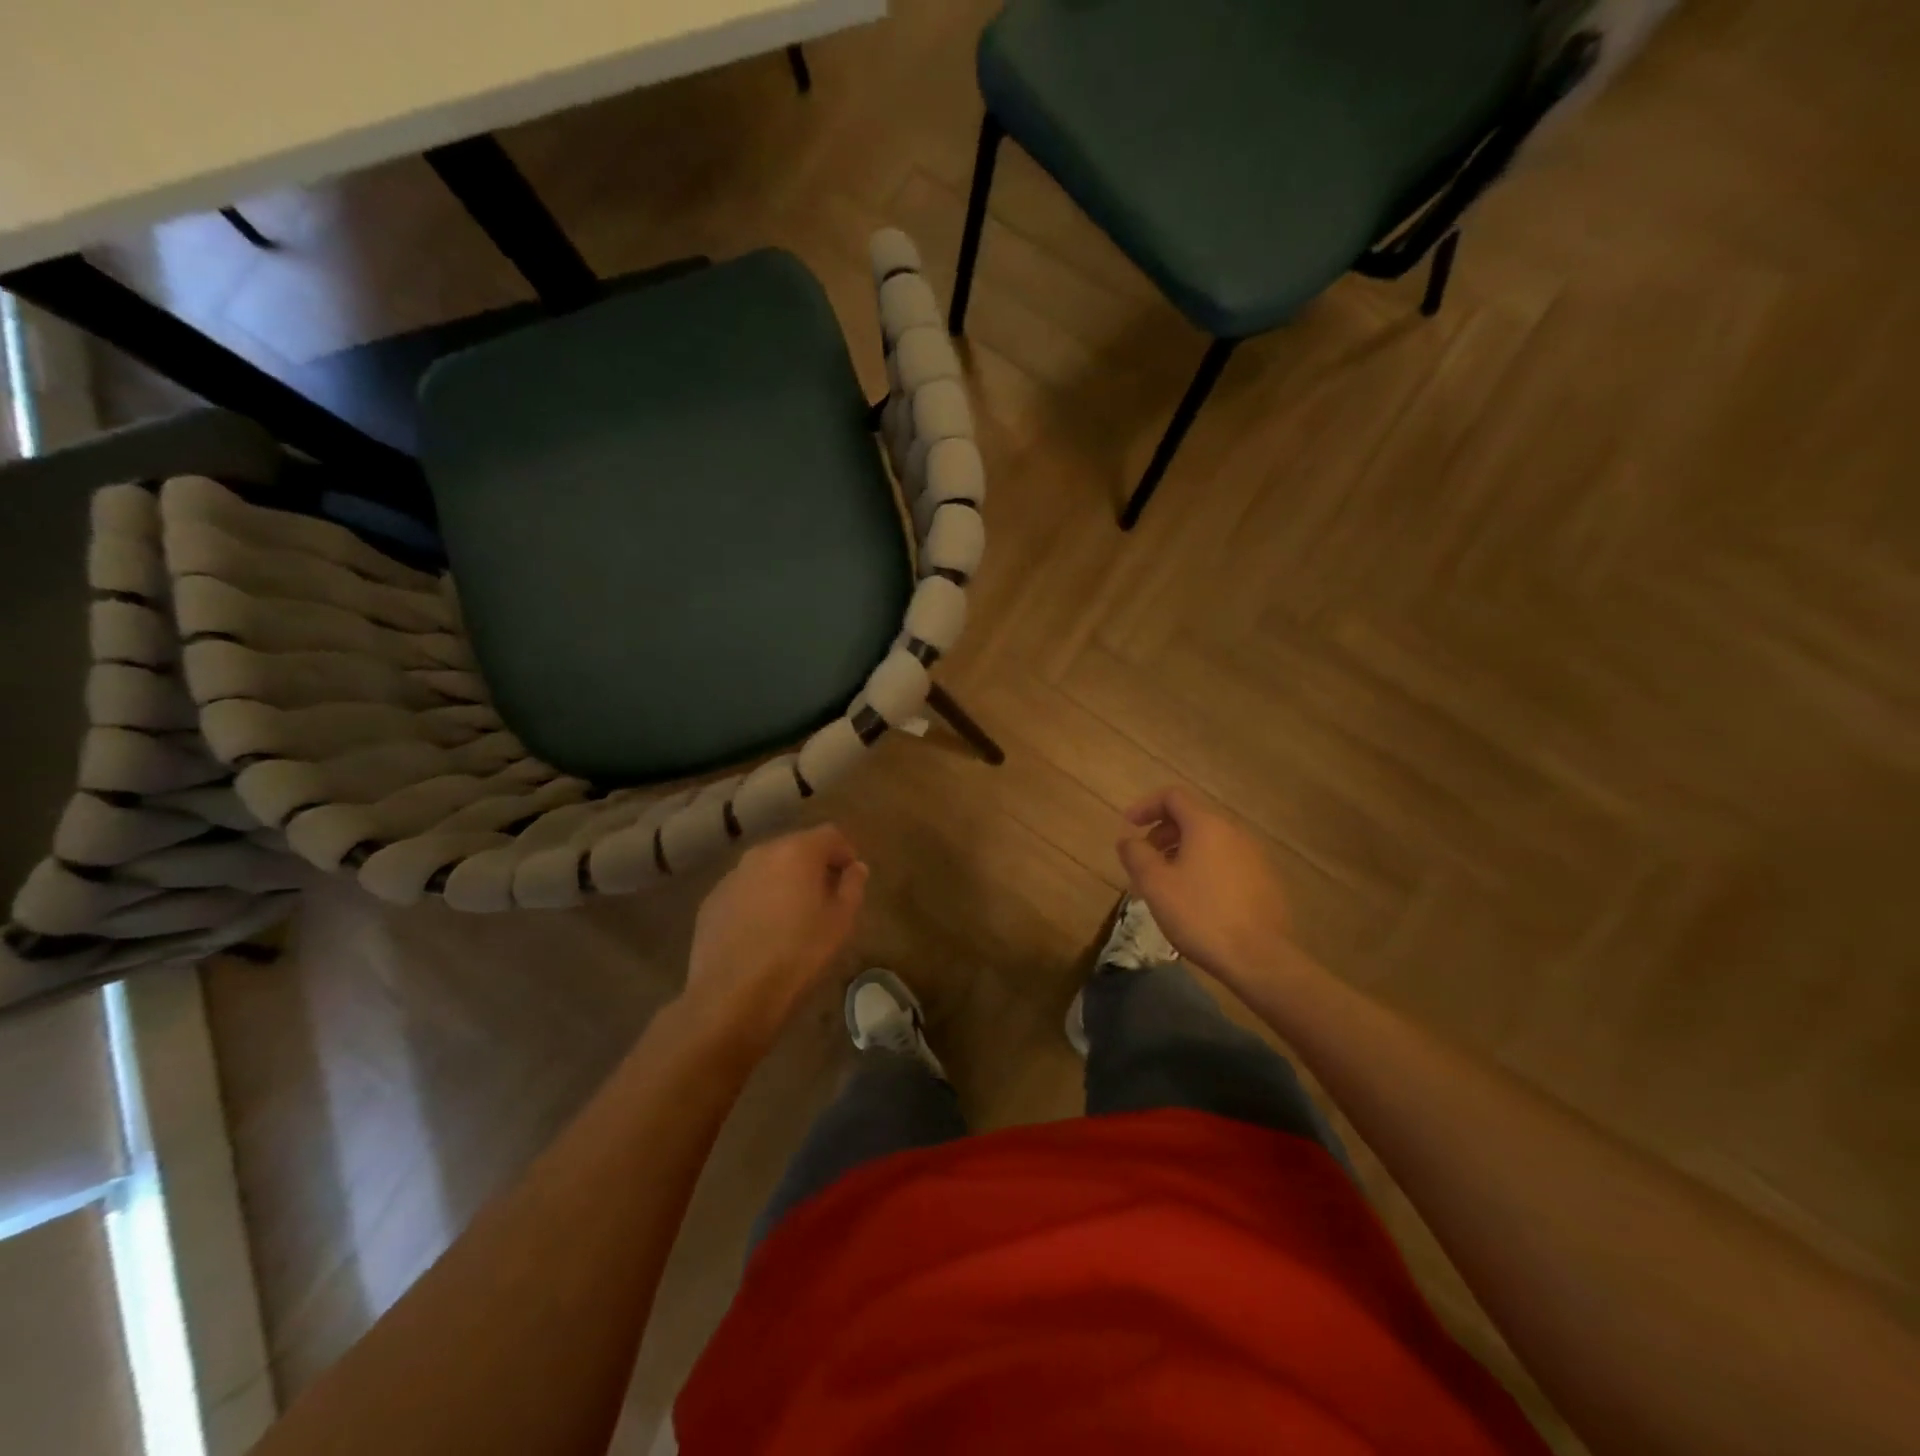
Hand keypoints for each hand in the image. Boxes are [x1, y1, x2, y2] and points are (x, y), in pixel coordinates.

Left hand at [682, 824, 868, 1051]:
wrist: (732, 995)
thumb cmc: (798, 955)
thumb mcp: (841, 922)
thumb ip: (853, 886)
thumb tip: (856, 868)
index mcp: (797, 852)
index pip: (830, 834)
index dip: (845, 852)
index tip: (851, 878)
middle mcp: (761, 853)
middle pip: (796, 847)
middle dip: (813, 866)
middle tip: (825, 897)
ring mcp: (732, 876)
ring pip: (767, 868)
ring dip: (783, 882)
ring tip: (792, 916)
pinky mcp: (711, 901)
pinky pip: (744, 890)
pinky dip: (758, 900)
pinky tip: (762, 932)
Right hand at [1116, 787, 1291, 987]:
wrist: (1260, 957)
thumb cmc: (1200, 915)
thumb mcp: (1155, 885)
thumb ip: (1136, 855)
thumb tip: (1128, 840)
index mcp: (1207, 825)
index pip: (1173, 796)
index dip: (1146, 806)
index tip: (1128, 825)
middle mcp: (1234, 832)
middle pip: (1192, 817)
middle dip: (1163, 832)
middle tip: (1144, 858)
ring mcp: (1254, 856)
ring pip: (1210, 841)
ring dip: (1182, 851)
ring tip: (1166, 882)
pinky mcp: (1265, 880)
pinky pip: (1226, 861)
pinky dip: (1204, 866)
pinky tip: (1195, 898)